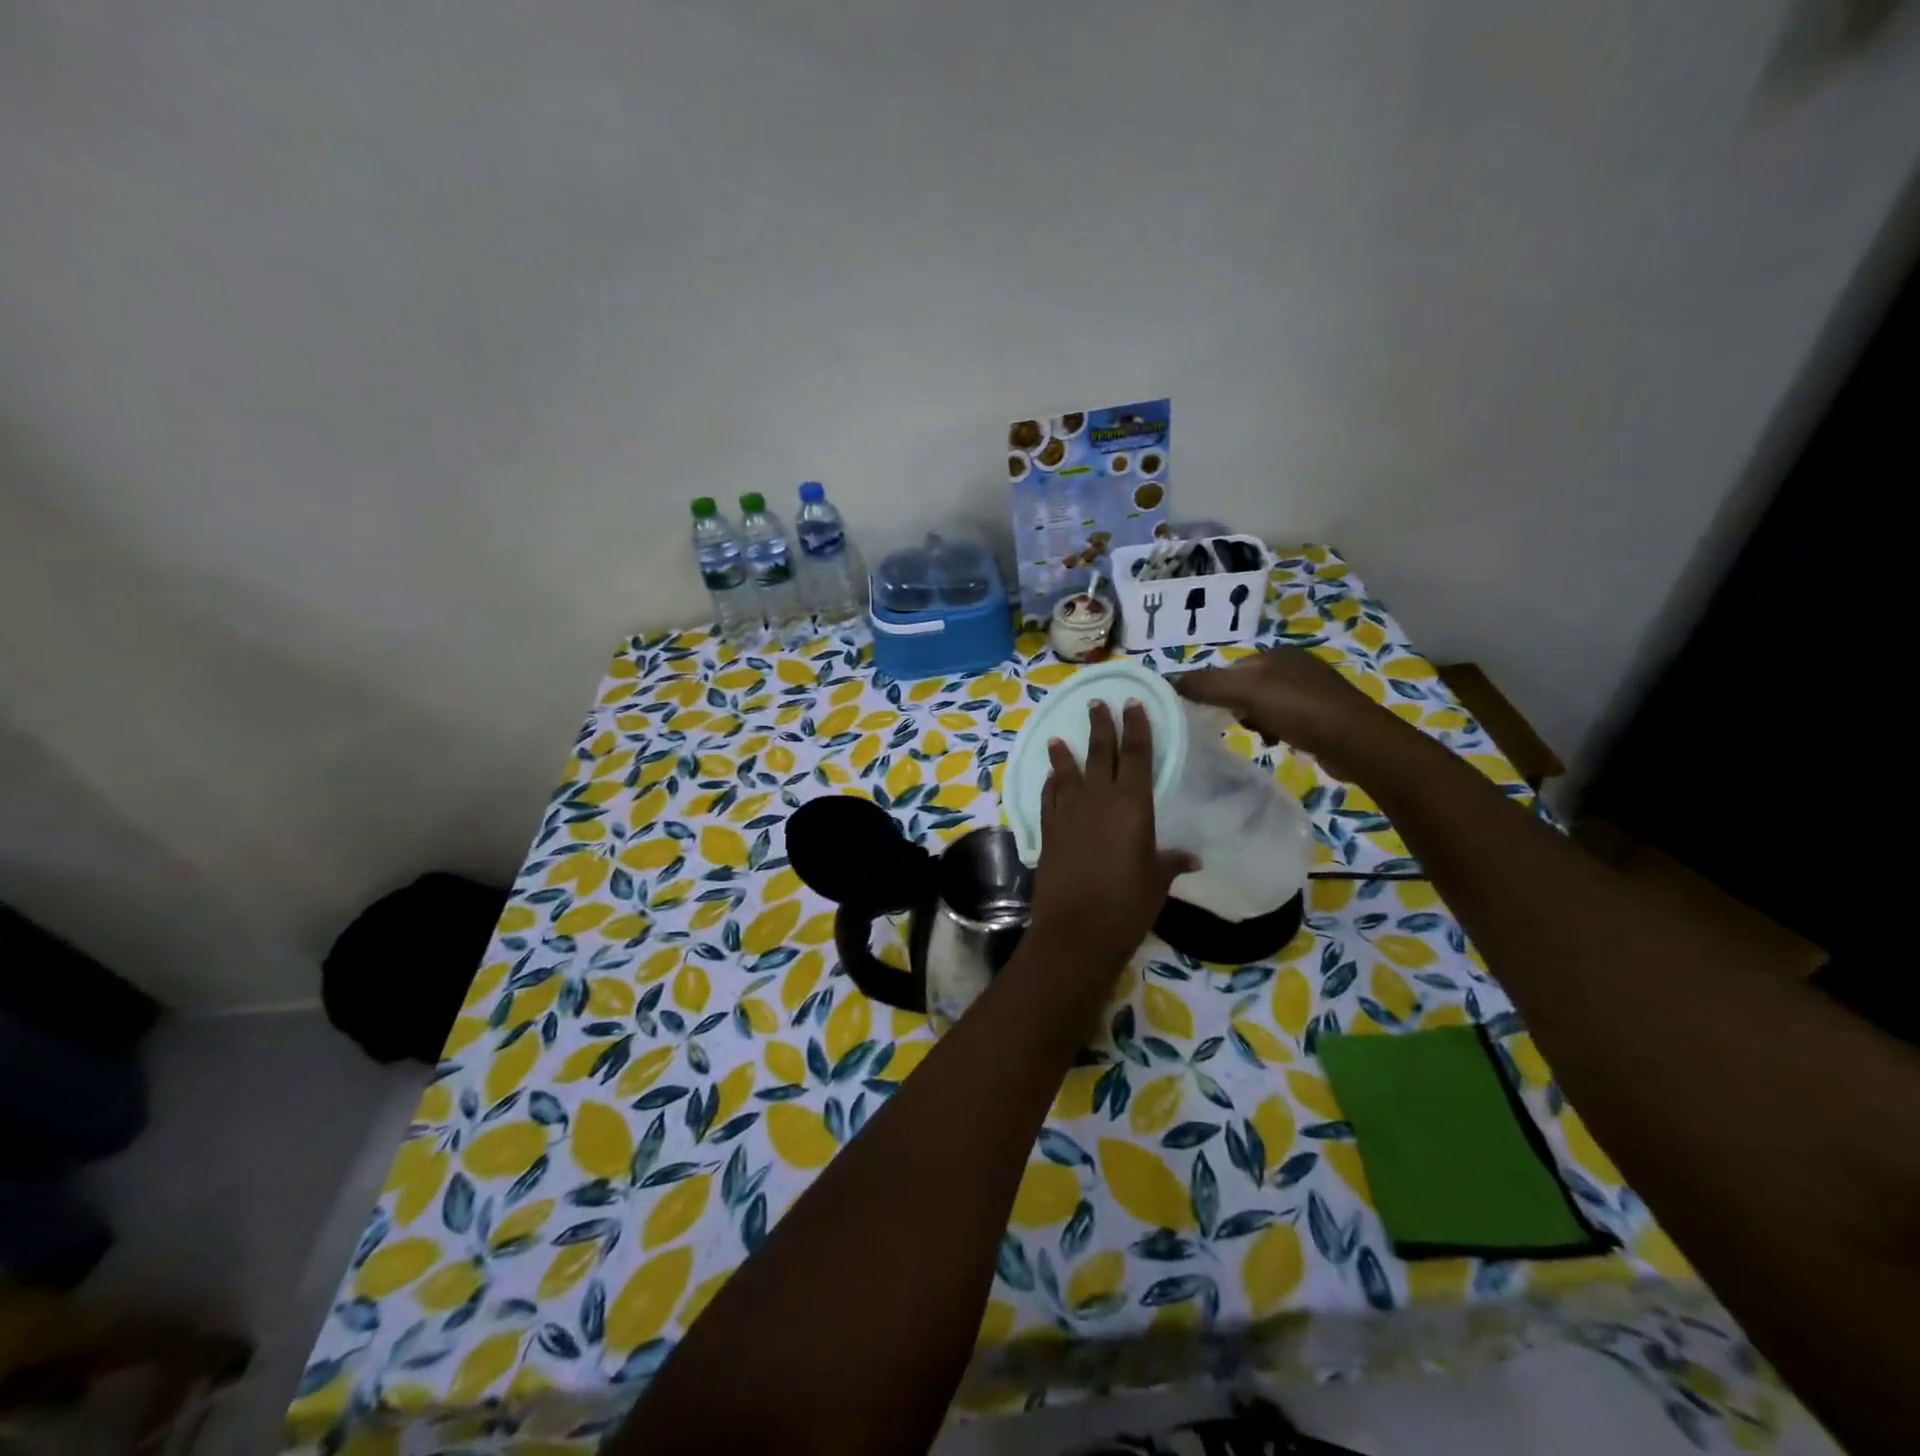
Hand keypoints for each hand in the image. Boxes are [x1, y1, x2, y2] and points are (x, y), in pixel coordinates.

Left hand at [1029, 701, 1196, 976]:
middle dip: (1101, 725)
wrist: (1077, 929)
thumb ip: (1170, 862)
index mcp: (1132, 804)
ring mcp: (1068, 812)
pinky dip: (1050, 784)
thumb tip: (1191, 858)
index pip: (1136, 754)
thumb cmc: (1127, 904)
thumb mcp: (1157, 880)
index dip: (1136, 727)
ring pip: (1067, 771)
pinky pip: (1048, 797)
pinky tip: (1050, 777)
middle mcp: (1098, 798)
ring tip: (1060, 737)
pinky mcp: (1047, 830)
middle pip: (1100, 753)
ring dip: (1065, 753)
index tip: (1132, 704)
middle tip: (1097, 703)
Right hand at [1174, 647, 1394, 762]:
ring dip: (1257, 721)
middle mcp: (1297, 665)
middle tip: (1238, 725)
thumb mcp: (1244, 692)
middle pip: (1249, 686)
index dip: (1218, 690)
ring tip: (1260, 737)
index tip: (1212, 712)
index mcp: (1278, 653)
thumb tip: (1170, 681)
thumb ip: (1206, 685)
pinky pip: (1288, 719)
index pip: (1233, 668)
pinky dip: (1278, 730)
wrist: (1355, 741)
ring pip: (1268, 704)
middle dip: (1238, 707)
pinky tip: (1279, 743)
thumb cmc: (1297, 709)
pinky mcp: (1327, 715)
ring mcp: (1315, 690)